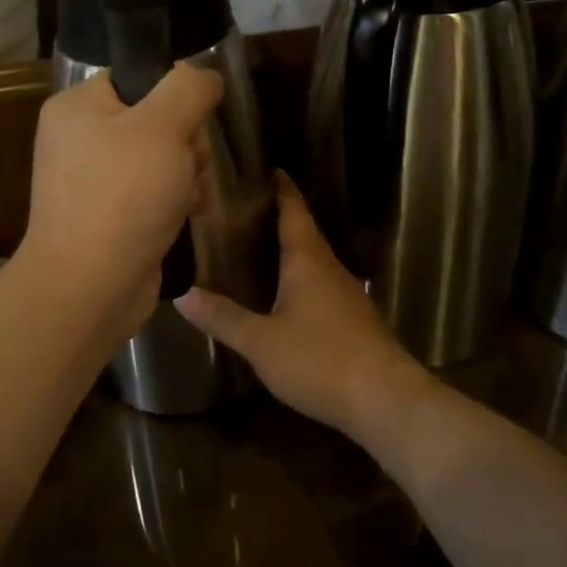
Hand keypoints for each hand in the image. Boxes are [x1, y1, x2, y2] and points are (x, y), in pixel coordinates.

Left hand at [18, 65, 221, 336]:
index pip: (136, 78)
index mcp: (76, 108)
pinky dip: (173, 203)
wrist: (90, 287)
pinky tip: (187, 216)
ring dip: (186, 175)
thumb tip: (204, 75)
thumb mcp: (164, 126)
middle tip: (189, 165)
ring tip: (188, 197)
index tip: (190, 122)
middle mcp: (78, 140)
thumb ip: (189, 88)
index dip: (172, 96)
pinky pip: (151, 195)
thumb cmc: (123, 196)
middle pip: (154, 121)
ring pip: (160, 160)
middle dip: (185, 144)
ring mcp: (91, 183)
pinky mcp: (107, 218)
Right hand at [175, 174, 430, 442]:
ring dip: (288, 248)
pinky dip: (298, 276)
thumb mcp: (261, 342)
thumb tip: (181, 294)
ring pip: (312, 259)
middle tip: (241, 209)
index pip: (293, 209)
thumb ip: (223, 318)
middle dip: (277, 216)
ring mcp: (346, 293)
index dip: (280, 187)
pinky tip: (281, 293)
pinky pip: (320, 283)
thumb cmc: (320, 361)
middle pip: (303, 231)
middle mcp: (329, 267)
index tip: (263, 167)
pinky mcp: (353, 318)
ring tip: (254, 246)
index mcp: (307, 260)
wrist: (386, 400)